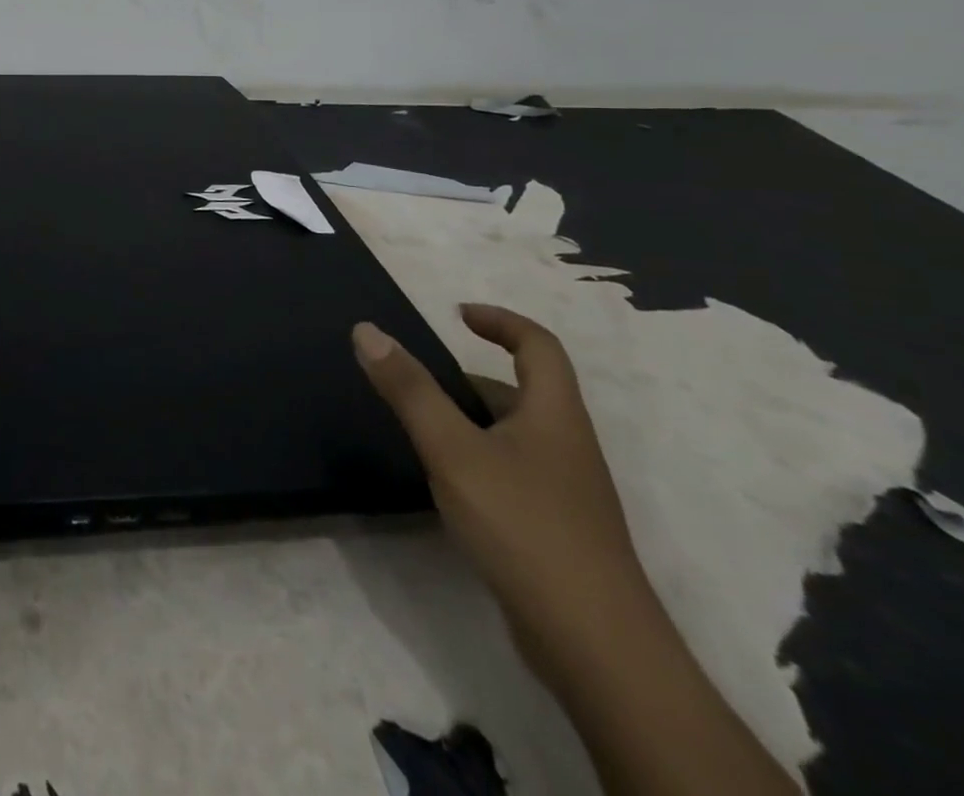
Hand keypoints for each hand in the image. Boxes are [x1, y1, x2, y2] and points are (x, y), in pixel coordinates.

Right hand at [352, 303, 646, 668]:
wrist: (597, 648)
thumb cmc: (524, 527)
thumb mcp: (453, 450)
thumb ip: (409, 390)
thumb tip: (367, 330)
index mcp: (555, 416)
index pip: (539, 346)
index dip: (501, 321)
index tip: (456, 314)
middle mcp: (567, 447)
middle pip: (525, 392)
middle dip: (471, 376)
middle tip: (418, 379)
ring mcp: (566, 494)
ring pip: (515, 436)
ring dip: (471, 420)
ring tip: (419, 427)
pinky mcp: (556, 532)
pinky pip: (512, 474)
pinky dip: (477, 460)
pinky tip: (446, 485)